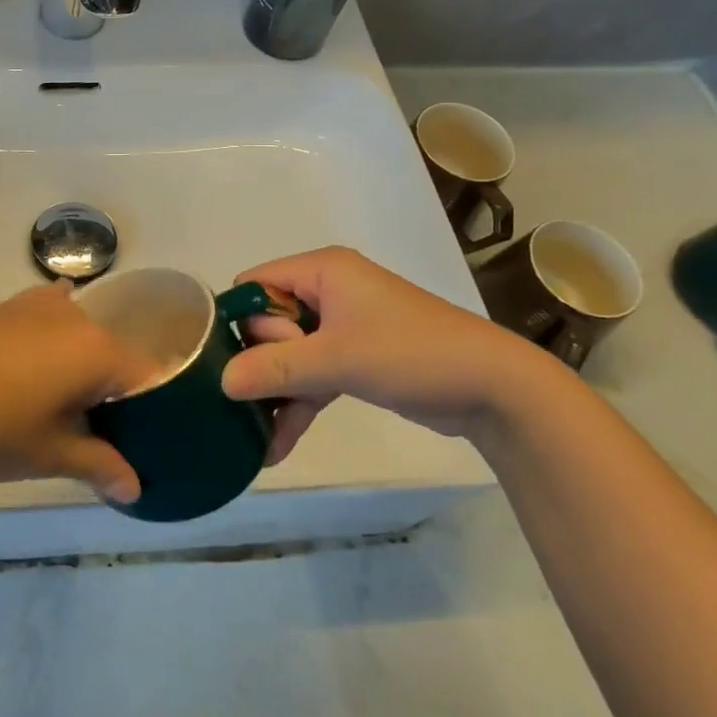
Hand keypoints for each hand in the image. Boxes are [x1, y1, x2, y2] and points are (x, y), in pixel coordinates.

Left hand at [0, 285, 160, 503]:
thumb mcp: (46, 454)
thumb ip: (98, 465)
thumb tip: (135, 487)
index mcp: (99, 350)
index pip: (150, 378)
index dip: (154, 413)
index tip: (145, 445)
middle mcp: (78, 317)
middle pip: (117, 356)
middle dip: (116, 395)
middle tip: (104, 439)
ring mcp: (40, 306)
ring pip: (83, 339)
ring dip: (84, 371)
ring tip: (68, 412)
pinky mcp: (8, 306)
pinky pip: (51, 323)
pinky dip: (55, 346)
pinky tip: (42, 368)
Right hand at [221, 246, 578, 460]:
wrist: (496, 389)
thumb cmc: (411, 353)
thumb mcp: (337, 359)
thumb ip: (275, 369)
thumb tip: (221, 382)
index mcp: (321, 271)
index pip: (256, 283)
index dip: (239, 319)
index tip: (231, 359)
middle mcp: (328, 291)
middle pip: (268, 322)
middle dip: (261, 362)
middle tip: (270, 389)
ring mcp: (343, 326)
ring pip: (289, 354)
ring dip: (275, 391)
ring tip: (252, 435)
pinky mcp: (356, 357)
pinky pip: (312, 375)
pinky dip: (298, 404)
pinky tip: (276, 446)